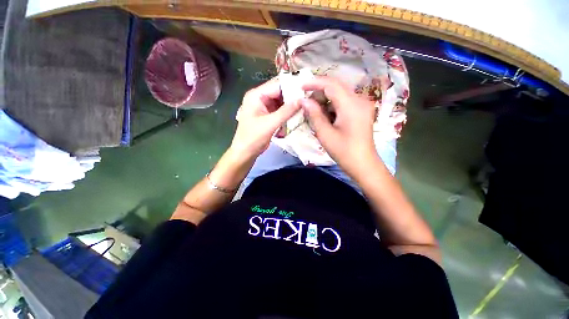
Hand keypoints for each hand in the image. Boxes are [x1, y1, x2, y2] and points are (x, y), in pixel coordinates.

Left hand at [231, 79, 300, 158]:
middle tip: (308, 99)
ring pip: (281, 101)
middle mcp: (259, 97)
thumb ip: (286, 111)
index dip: (292, 87)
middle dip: (292, 96)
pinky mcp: (267, 114)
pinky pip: (279, 109)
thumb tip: (302, 100)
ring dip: (291, 105)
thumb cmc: (253, 137)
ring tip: (305, 106)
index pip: (277, 85)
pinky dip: (287, 112)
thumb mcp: (270, 124)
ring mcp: (263, 106)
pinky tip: (297, 114)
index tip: (307, 90)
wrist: (246, 152)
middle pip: (279, 92)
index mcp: (256, 95)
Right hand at [301, 76, 378, 175]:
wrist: (363, 164)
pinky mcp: (362, 111)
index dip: (315, 83)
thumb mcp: (325, 134)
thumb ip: (314, 114)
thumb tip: (303, 100)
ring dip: (326, 98)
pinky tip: (325, 114)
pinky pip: (345, 101)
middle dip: (319, 90)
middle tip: (306, 100)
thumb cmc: (343, 151)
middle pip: (337, 86)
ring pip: (341, 93)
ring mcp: (363, 105)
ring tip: (313, 108)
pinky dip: (333, 104)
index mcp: (351, 105)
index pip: (331, 85)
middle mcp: (360, 100)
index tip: (301, 86)